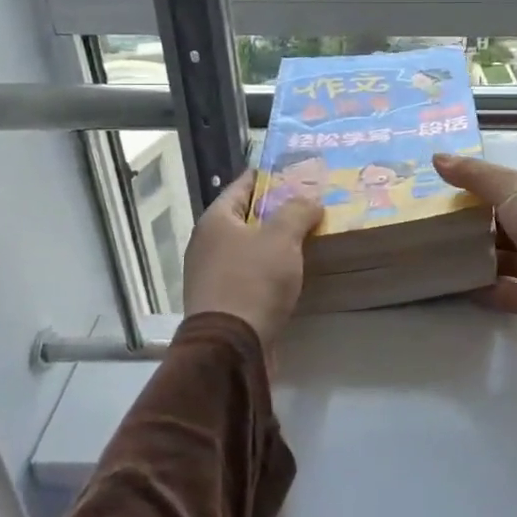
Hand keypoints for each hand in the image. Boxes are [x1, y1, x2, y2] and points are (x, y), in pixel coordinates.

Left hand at [183, 170, 322, 364]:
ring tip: (306, 236)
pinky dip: (269, 269)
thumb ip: (297, 211)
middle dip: (275, 210)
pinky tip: (292, 271)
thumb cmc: (253, 281)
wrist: (231, 347)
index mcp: (215, 221)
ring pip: (248, 248)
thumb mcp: (281, 238)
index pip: (241, 186)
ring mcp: (212, 275)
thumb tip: (309, 199)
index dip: (266, 176)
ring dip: (273, 242)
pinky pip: (250, 274)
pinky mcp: (223, 302)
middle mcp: (207, 244)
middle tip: (307, 203)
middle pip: (245, 217)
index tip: (291, 170)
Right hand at [432, 154, 516, 333]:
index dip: (471, 190)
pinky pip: (494, 291)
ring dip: (468, 257)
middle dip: (466, 224)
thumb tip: (436, 158)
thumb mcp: (512, 189)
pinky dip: (474, 287)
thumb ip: (475, 176)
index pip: (500, 192)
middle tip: (425, 223)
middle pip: (495, 226)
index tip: (435, 190)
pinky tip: (446, 282)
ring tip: (429, 252)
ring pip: (494, 259)